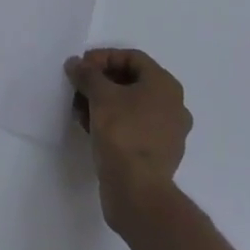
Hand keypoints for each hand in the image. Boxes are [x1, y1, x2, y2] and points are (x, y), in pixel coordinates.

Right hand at [65, 48, 191, 232]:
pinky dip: (113, 123)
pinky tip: (90, 129)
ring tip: (79, 111)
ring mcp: (168, 133)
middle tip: (78, 88)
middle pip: (132, 82)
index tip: (81, 67)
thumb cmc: (123, 133)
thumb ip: (87, 74)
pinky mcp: (159, 156)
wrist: (138, 192)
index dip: (103, 58)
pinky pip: (134, 128)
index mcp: (165, 85)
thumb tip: (75, 64)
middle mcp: (173, 105)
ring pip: (132, 107)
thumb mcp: (100, 96)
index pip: (132, 58)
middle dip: (101, 83)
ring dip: (104, 104)